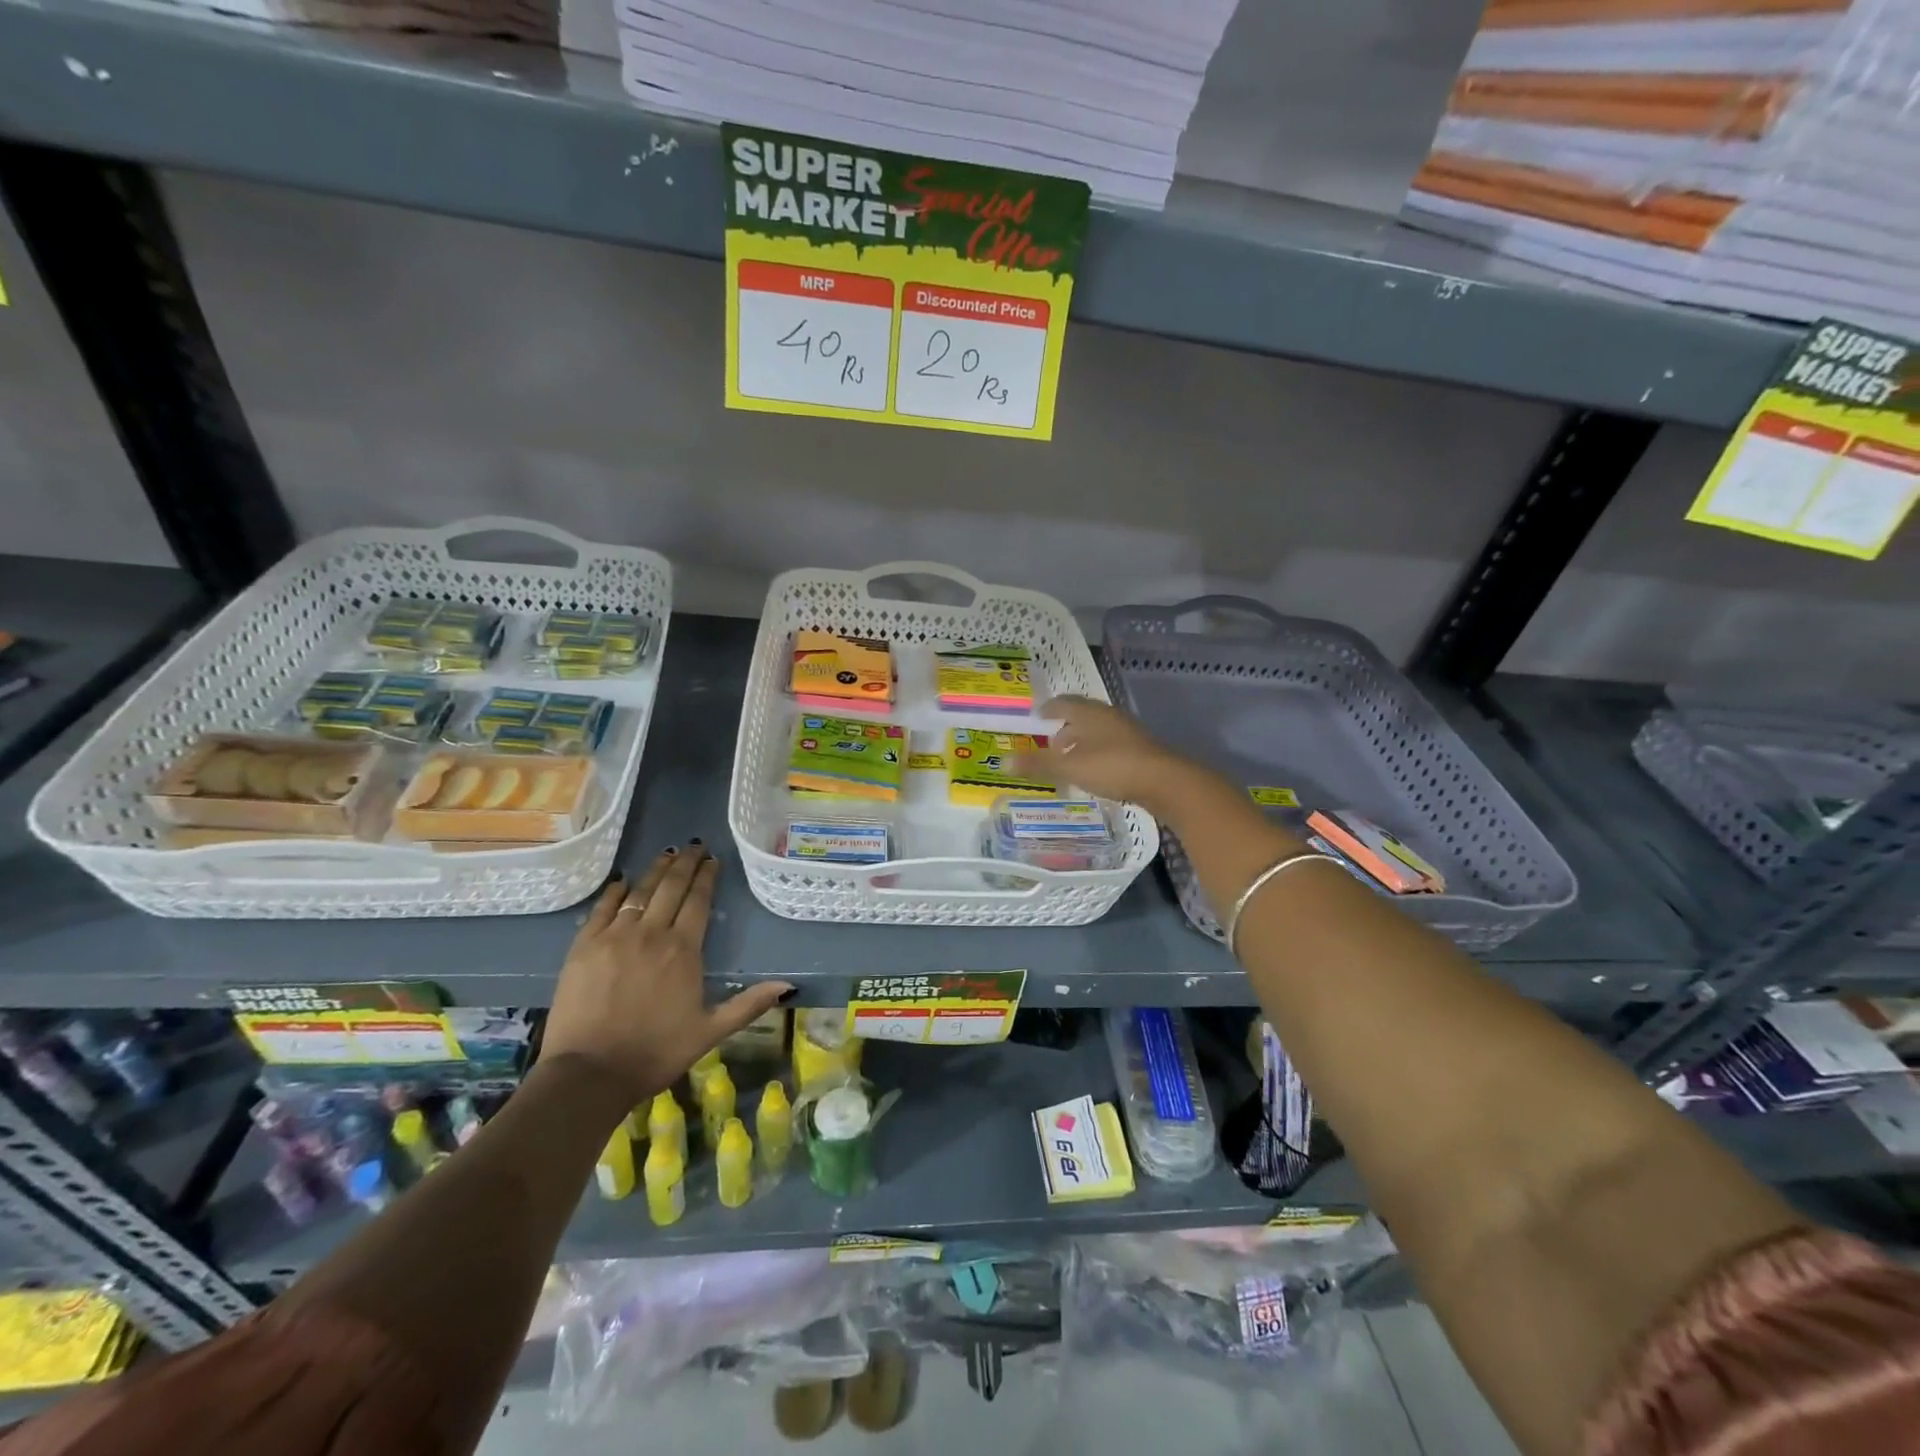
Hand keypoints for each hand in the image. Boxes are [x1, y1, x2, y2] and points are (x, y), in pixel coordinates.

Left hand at [542, 845, 791, 1111]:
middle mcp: (651, 933)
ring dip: (655, 871)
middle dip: (685, 863)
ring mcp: (614, 937)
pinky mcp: (583, 947)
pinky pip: (602, 908)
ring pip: (639, 892)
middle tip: (694, 846)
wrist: (589, 1074)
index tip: (712, 859)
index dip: (706, 876)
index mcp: (683, 950)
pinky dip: (615, 892)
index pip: (698, 901)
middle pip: (670, 888)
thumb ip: (748, 1005)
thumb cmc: (655, 1053)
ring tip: (666, 854)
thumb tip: (787, 986)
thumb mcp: (710, 1032)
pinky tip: (622, 881)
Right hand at [1017, 695, 1205, 814]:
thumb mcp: (1071, 767)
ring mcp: (1128, 732)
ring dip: (1082, 741)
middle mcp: (1109, 717)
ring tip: (1069, 758)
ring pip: (1098, 731)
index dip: (1050, 708)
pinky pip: (1111, 745)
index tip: (1038, 714)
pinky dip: (1097, 753)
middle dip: (1066, 726)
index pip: (1065, 702)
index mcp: (1091, 713)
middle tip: (1050, 740)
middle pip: (1083, 716)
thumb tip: (1003, 762)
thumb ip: (1039, 764)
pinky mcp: (1141, 750)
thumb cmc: (1113, 766)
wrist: (1165, 781)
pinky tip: (1094, 770)